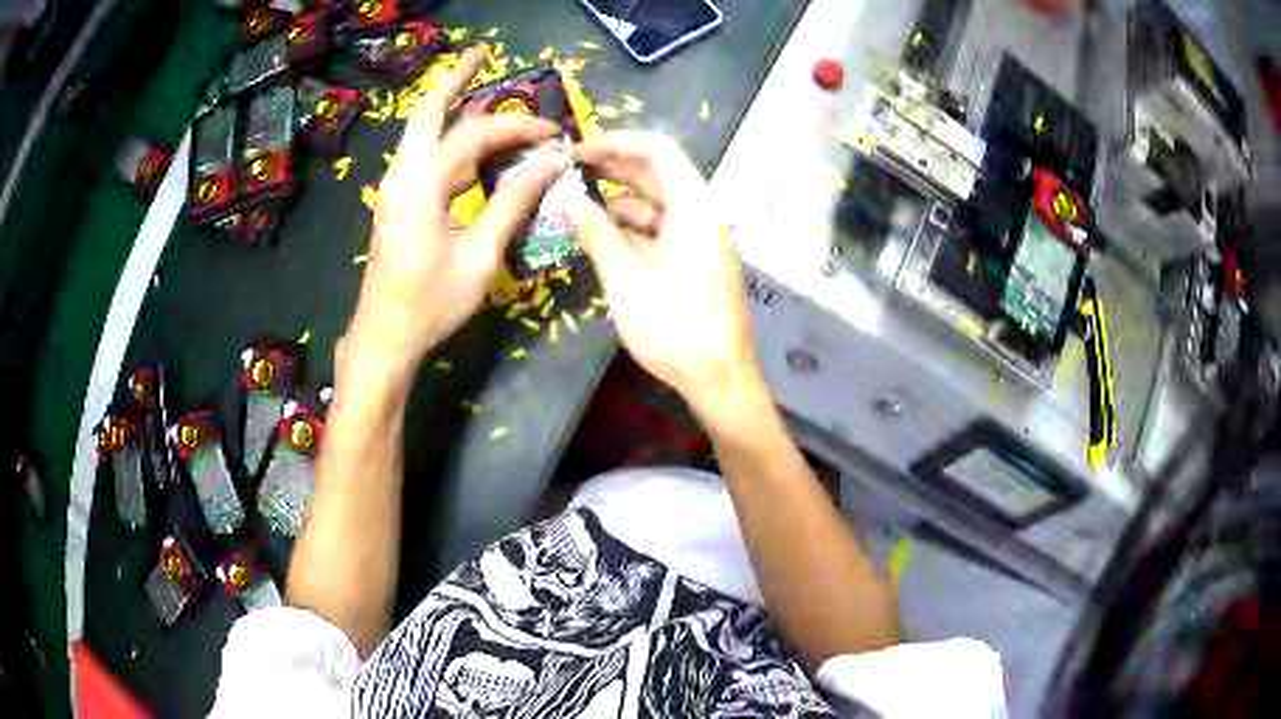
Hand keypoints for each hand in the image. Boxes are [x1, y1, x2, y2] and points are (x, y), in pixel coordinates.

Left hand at [346, 46, 562, 376]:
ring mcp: (393, 187)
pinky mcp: (395, 201)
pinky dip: (443, 133)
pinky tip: (463, 135)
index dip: (520, 128)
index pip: (477, 135)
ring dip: (447, 102)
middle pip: (428, 111)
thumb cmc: (431, 303)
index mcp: (422, 185)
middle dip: (455, 79)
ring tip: (473, 79)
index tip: (556, 134)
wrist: (384, 336)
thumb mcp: (479, 257)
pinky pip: (420, 152)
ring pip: (420, 129)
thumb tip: (550, 163)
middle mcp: (402, 175)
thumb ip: (512, 204)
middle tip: (480, 54)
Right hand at [566, 131, 761, 415]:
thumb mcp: (626, 279)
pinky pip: (659, 231)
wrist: (720, 379)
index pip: (658, 149)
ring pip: (656, 204)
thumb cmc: (675, 329)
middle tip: (569, 173)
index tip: (579, 151)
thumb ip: (596, 233)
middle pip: (657, 173)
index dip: (617, 142)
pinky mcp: (694, 261)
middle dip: (613, 168)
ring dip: (618, 201)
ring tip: (576, 208)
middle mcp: (701, 214)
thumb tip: (567, 197)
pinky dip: (631, 229)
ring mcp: (699, 239)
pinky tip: (601, 238)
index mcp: (693, 208)